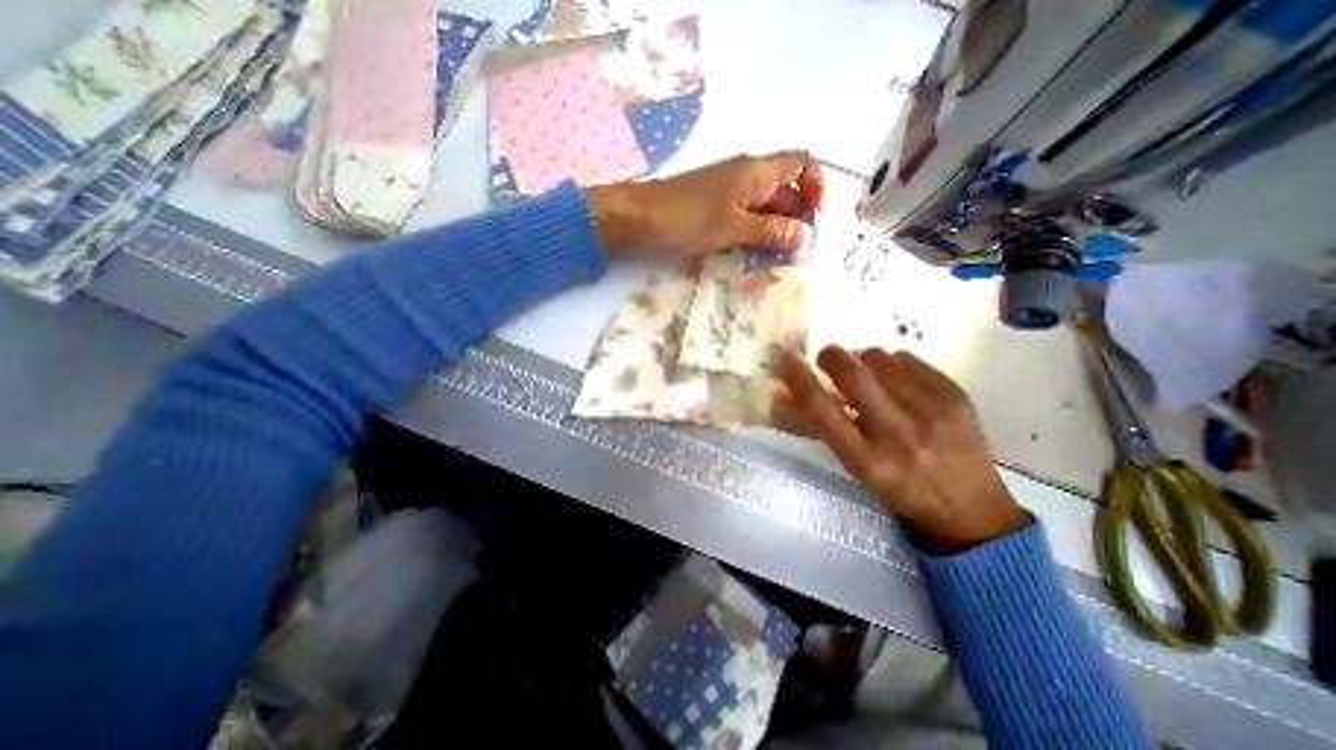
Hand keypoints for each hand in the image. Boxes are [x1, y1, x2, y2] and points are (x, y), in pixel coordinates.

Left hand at [586, 150, 824, 259]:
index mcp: (757, 170)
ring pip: (765, 207)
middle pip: (786, 191)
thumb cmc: (688, 217)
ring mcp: (730, 191)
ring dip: (774, 230)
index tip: (815, 218)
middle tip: (795, 252)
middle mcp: (748, 175)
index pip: (802, 163)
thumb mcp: (734, 227)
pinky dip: (754, 233)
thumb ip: (771, 231)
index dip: (816, 186)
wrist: (641, 217)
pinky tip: (753, 254)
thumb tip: (806, 236)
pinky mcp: (717, 206)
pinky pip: (746, 217)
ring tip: (776, 259)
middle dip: (795, 218)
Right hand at [778, 346, 1025, 550]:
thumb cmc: (898, 489)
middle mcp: (898, 435)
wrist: (971, 509)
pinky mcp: (957, 397)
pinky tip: (896, 380)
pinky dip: (892, 362)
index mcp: (866, 460)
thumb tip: (781, 394)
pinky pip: (908, 359)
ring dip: (862, 359)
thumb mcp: (853, 466)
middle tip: (826, 357)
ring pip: (880, 359)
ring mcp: (933, 413)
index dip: (797, 377)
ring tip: (866, 374)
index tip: (786, 356)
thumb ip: (817, 427)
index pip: (821, 408)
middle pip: (853, 375)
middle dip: (831, 356)